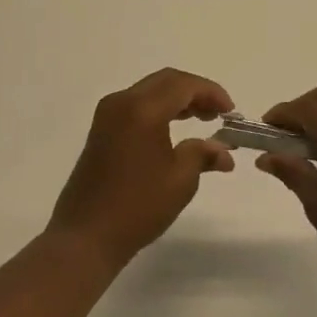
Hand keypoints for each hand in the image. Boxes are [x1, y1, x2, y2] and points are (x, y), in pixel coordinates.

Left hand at [49, 68, 235, 266]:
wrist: (86, 236)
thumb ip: (203, 154)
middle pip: (166, 81)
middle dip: (195, 92)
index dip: (211, 93)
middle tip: (218, 114)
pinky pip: (136, 105)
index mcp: (142, 109)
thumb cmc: (138, 207)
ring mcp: (108, 114)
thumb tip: (223, 150)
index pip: (183, 84)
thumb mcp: (180, 181)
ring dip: (177, 100)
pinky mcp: (101, 129)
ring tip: (203, 120)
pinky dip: (160, 109)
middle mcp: (122, 102)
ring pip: (150, 91)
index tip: (231, 112)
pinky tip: (175, 129)